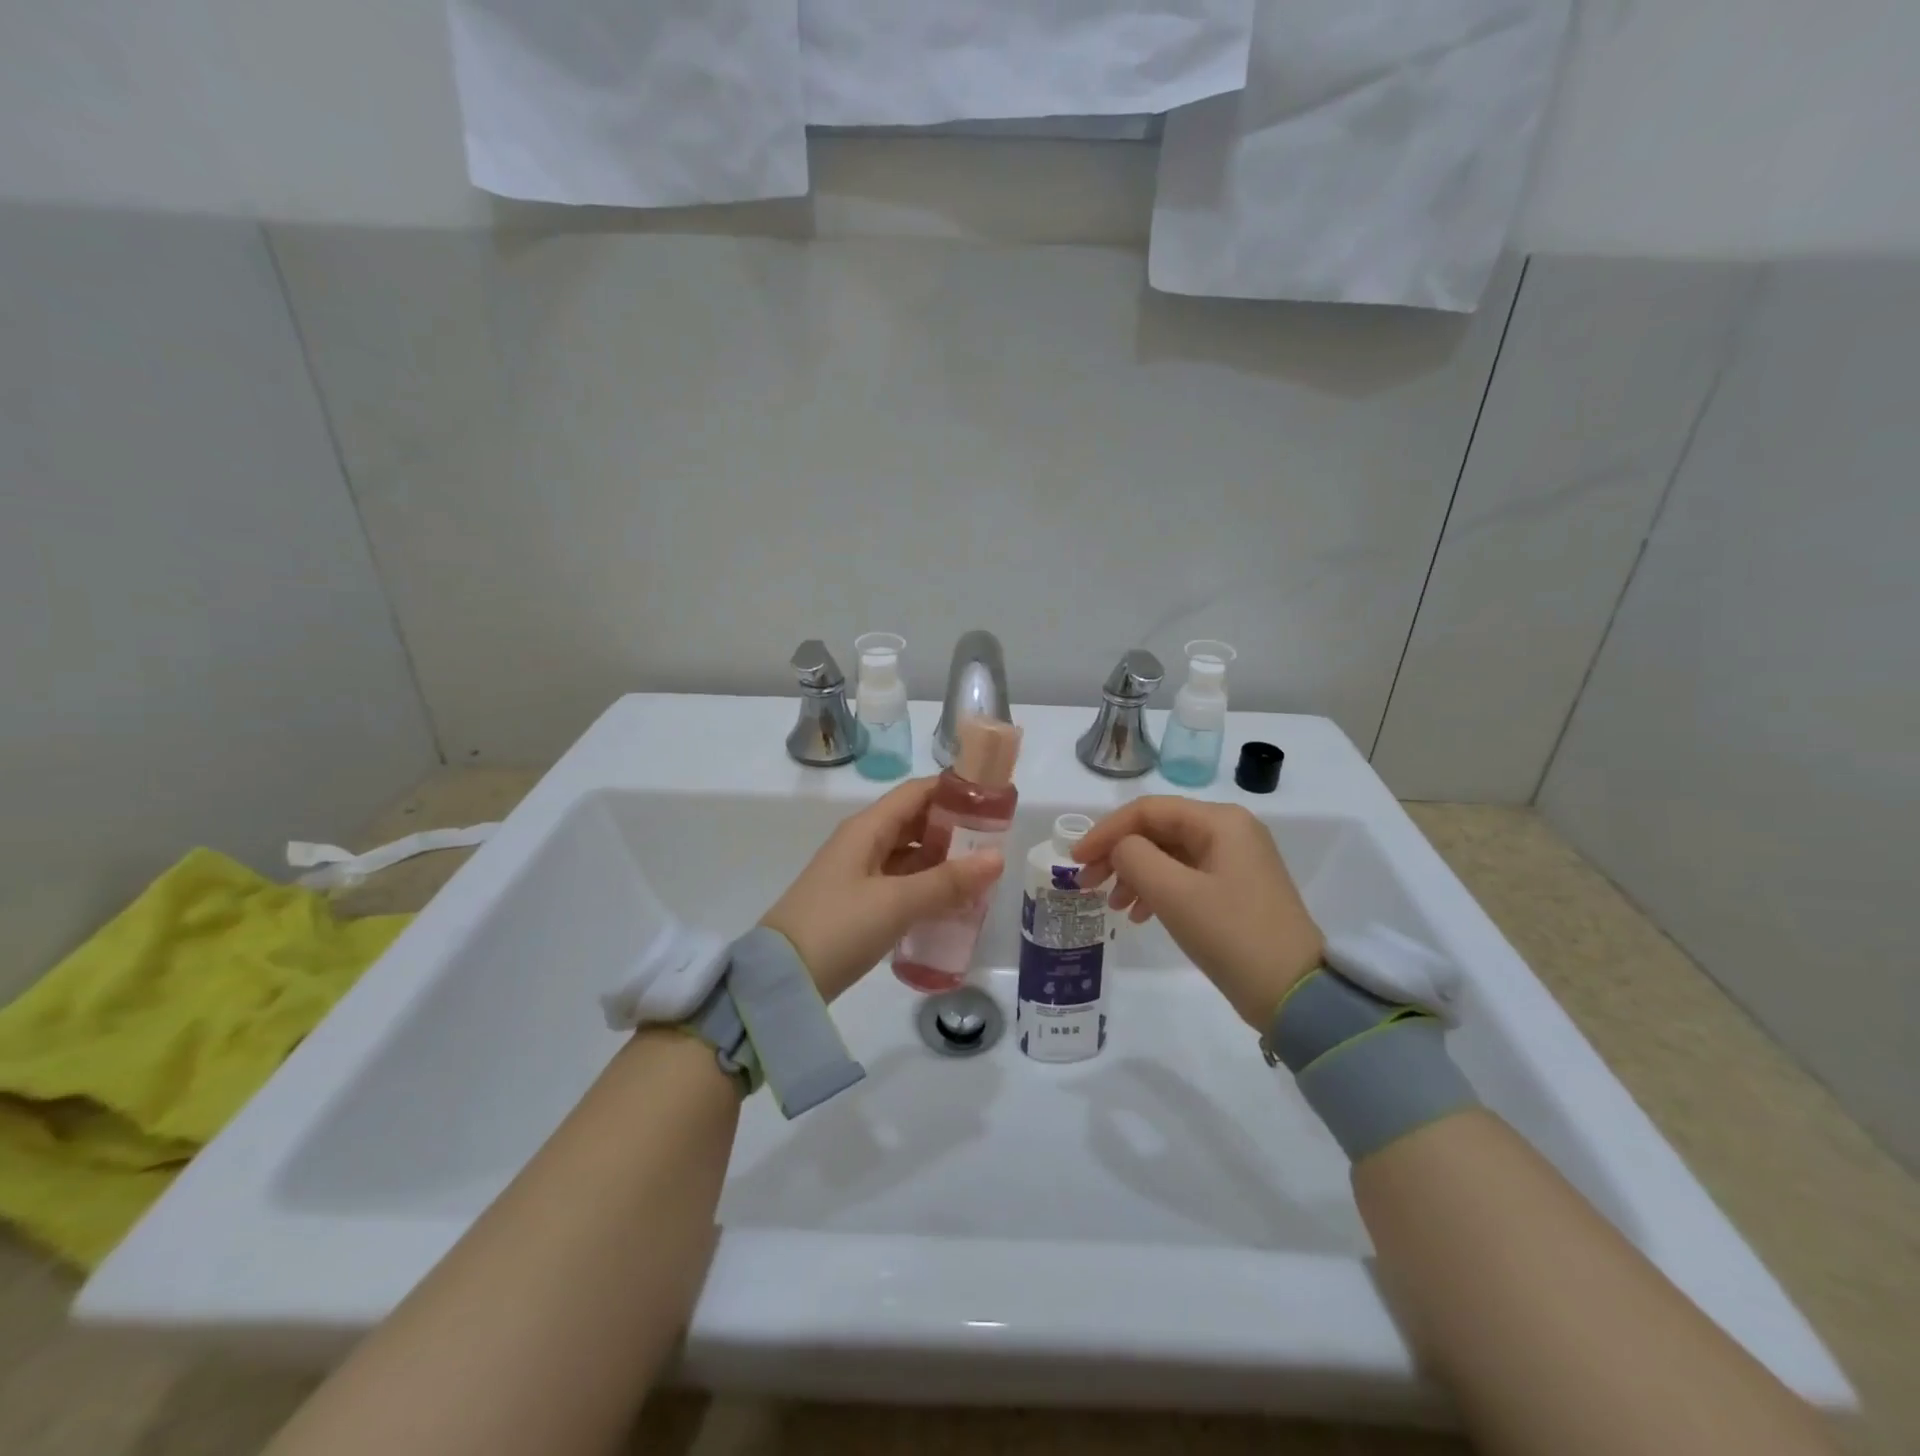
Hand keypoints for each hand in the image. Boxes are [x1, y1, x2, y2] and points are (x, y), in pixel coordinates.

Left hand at [761, 777, 1004, 1001]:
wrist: (782, 979)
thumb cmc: (839, 927)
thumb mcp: (897, 903)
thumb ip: (948, 881)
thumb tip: (997, 857)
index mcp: (867, 828)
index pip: (916, 793)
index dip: (953, 791)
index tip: (992, 801)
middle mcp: (861, 842)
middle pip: (914, 822)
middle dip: (953, 829)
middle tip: (994, 844)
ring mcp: (857, 873)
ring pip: (907, 854)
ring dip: (940, 861)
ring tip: (980, 875)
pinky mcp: (856, 903)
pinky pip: (899, 882)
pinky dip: (924, 886)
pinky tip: (949, 903)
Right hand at [1074, 798, 1323, 1029]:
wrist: (1296, 994)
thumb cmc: (1232, 935)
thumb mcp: (1173, 893)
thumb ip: (1134, 856)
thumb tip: (1121, 848)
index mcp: (1219, 821)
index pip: (1147, 810)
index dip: (1105, 831)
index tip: (1075, 860)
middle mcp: (1230, 831)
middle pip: (1157, 830)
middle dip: (1118, 854)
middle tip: (1087, 883)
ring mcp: (1235, 860)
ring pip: (1168, 854)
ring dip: (1134, 874)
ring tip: (1113, 906)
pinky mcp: (1236, 889)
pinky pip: (1184, 876)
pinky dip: (1156, 890)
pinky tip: (1139, 914)